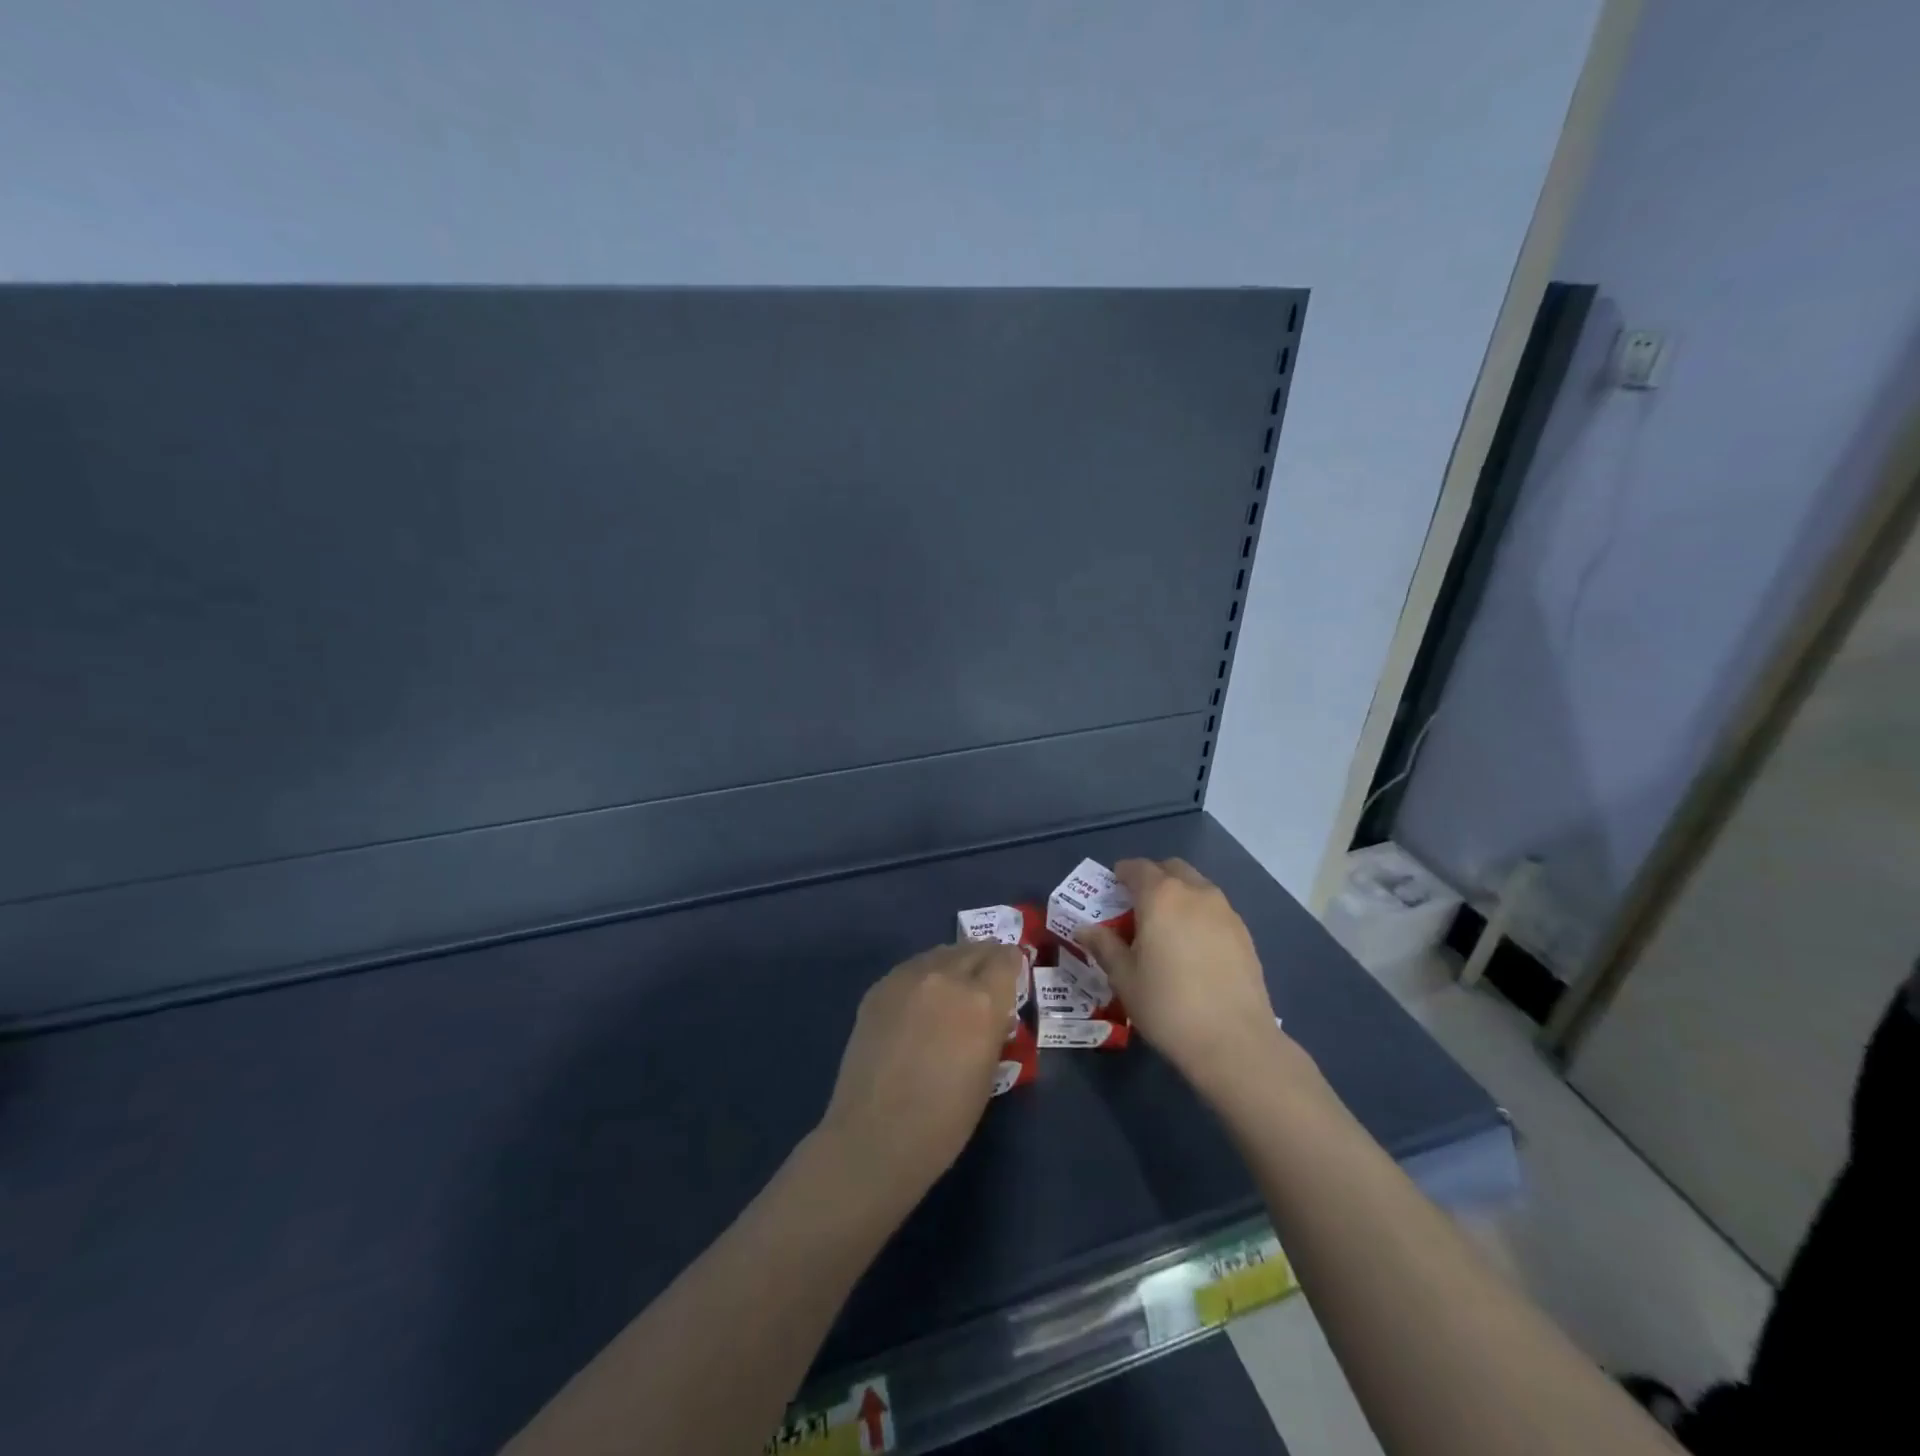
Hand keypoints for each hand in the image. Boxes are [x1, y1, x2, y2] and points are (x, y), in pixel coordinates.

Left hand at [818, 940, 1022, 1207]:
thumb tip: (994, 1011)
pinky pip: (912, 968)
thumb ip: (993, 1028)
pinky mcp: (879, 987)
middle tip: (987, 979)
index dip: (1013, 964)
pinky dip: (925, 975)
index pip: (1006, 958)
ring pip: (941, 953)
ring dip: (954, 963)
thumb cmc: (945, 1120)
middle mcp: (946, 977)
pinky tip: (921, 999)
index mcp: (982, 1001)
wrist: (875, 1136)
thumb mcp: (988, 1073)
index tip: (1013, 974)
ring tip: (954, 985)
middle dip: (986, 959)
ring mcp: (908, 978)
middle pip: (974, 949)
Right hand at [1077, 858, 1286, 1101]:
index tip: (1111, 889)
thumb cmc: (1167, 1006)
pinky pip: (1215, 910)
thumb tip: (1084, 928)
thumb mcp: (1124, 978)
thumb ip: (1104, 945)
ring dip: (1178, 895)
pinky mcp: (1244, 934)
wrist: (1234, 1042)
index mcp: (1161, 896)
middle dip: (1152, 878)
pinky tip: (1193, 948)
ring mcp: (1225, 912)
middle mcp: (1195, 893)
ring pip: (1197, 887)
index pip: (1137, 868)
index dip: (1121, 874)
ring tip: (1166, 928)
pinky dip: (1199, 915)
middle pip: (1171, 869)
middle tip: (1137, 906)